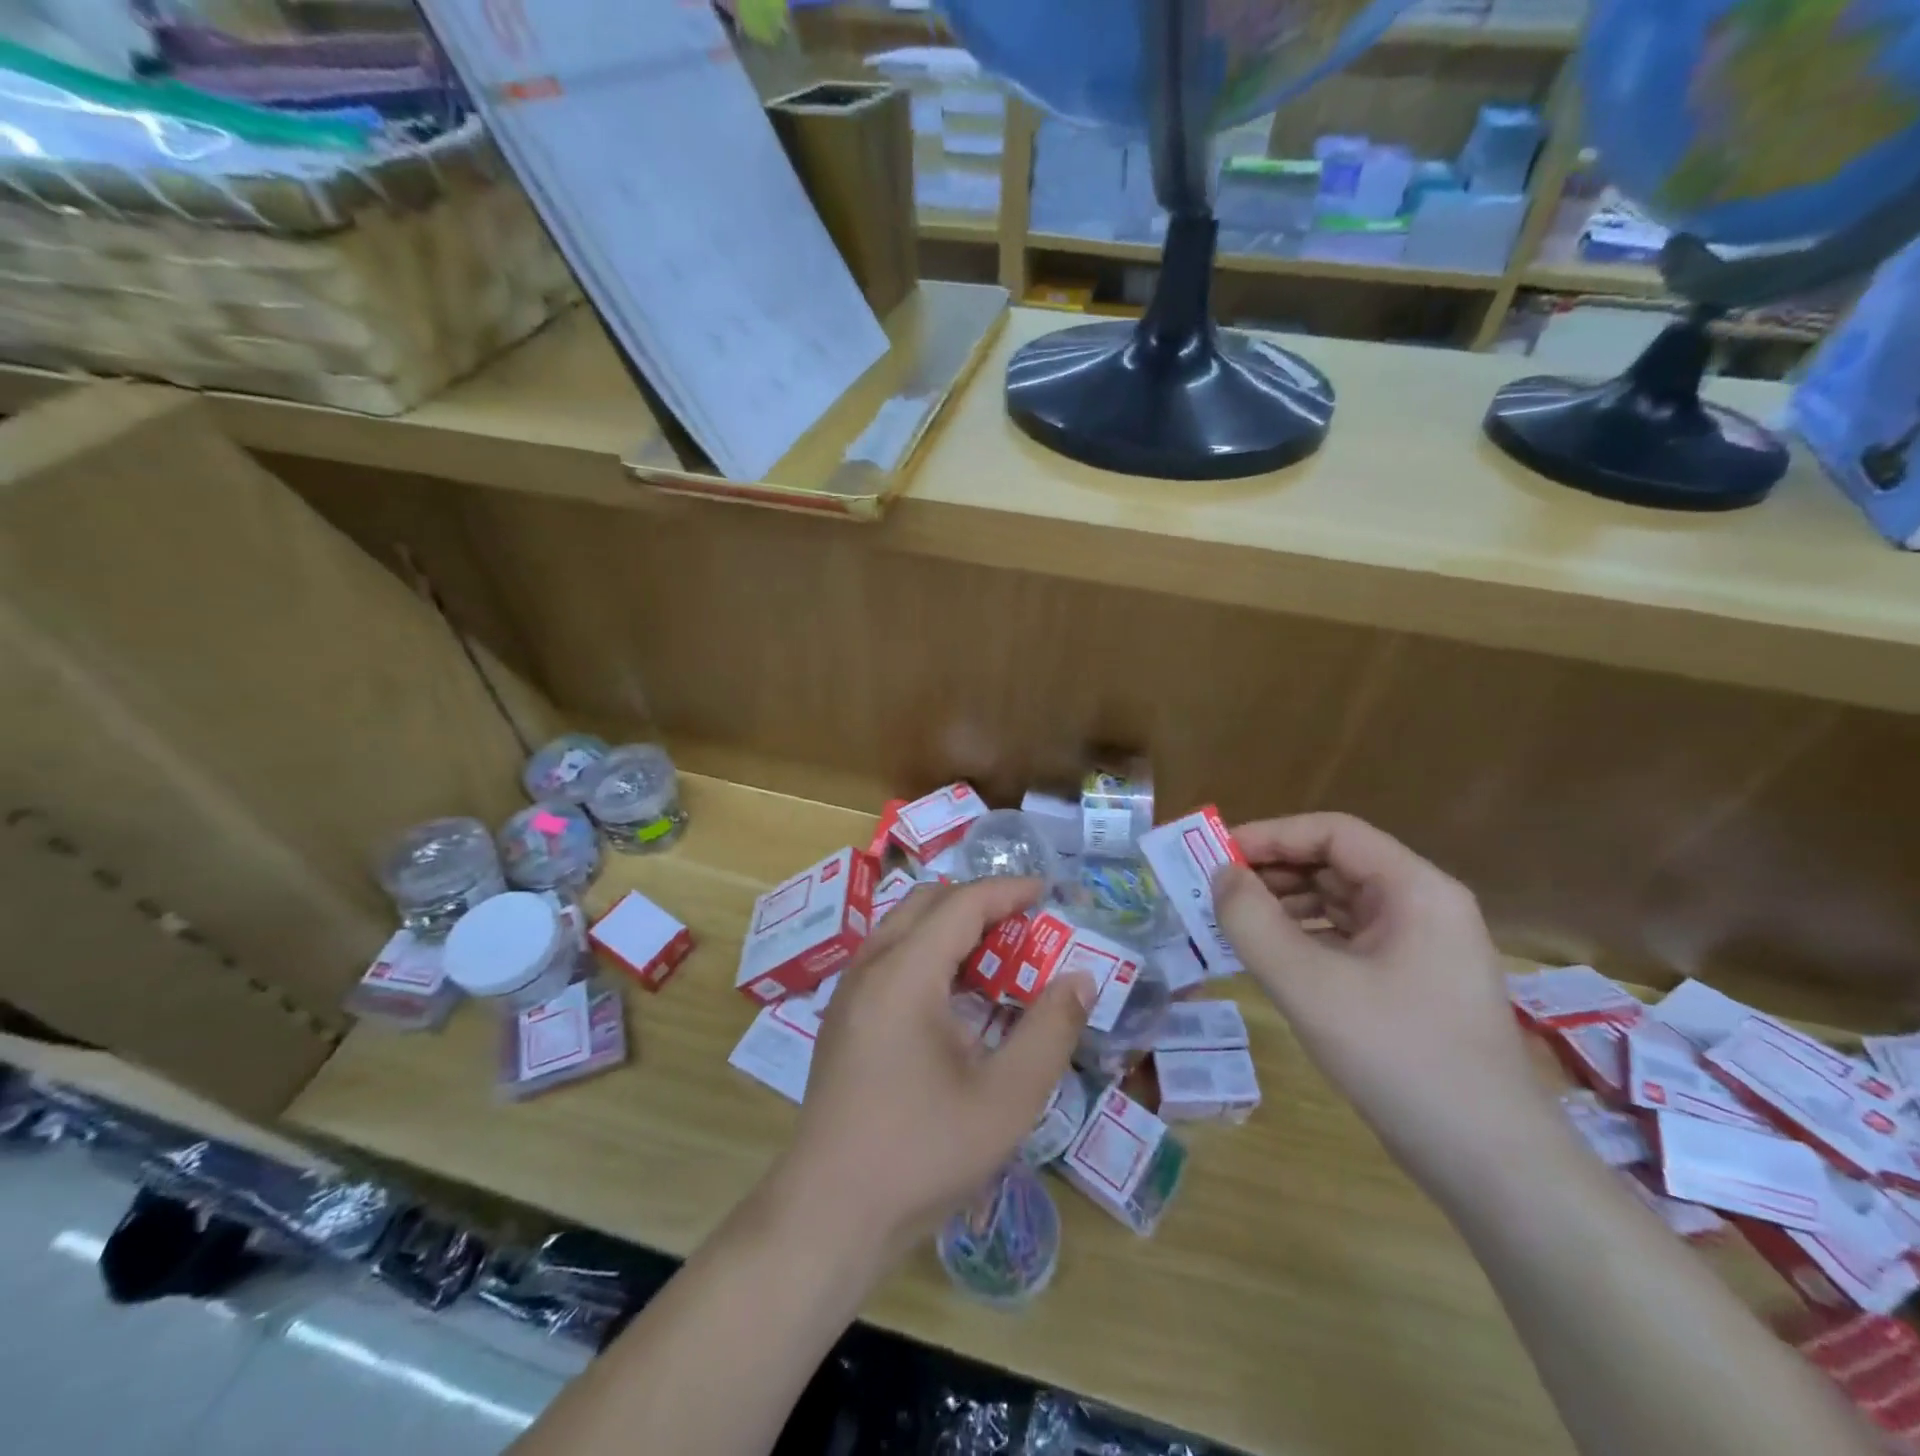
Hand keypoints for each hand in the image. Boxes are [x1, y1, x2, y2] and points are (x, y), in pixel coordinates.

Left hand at [767, 877, 1094, 1257]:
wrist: (829, 1215)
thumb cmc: (922, 1153)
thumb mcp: (1006, 1098)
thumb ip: (1050, 1031)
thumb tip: (1080, 978)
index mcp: (905, 974)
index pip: (961, 904)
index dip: (1008, 891)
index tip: (1049, 892)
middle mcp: (870, 968)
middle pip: (927, 904)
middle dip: (980, 904)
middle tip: (1026, 927)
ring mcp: (850, 993)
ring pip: (904, 929)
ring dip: (952, 929)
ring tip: (998, 959)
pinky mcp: (843, 1020)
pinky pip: (890, 960)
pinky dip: (929, 956)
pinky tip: (957, 1001)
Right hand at [1211, 813, 1555, 1179]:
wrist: (1490, 1163)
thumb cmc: (1399, 1057)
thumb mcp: (1310, 985)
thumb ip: (1253, 922)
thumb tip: (1221, 876)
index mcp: (1415, 889)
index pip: (1333, 832)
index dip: (1271, 835)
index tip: (1217, 854)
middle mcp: (1423, 906)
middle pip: (1336, 864)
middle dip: (1273, 872)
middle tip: (1214, 890)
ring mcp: (1421, 947)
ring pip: (1339, 903)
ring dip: (1283, 906)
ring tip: (1231, 922)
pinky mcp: (1411, 983)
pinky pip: (1347, 940)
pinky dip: (1304, 939)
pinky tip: (1268, 957)